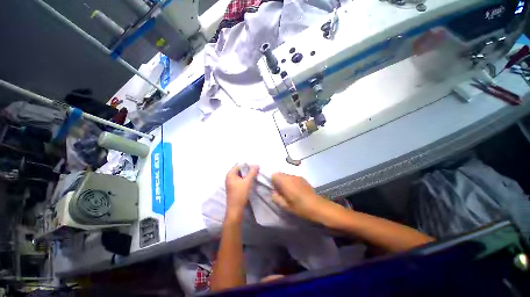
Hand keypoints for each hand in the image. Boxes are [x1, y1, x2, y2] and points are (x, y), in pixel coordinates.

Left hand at [225, 164, 258, 220]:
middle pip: (239, 170)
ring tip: (255, 175)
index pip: (238, 165)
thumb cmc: (240, 194)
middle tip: (256, 170)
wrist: (236, 210)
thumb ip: (252, 172)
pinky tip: (251, 181)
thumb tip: (257, 165)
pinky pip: (240, 181)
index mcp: (230, 175)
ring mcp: (231, 184)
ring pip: (240, 176)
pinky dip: (245, 180)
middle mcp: (229, 178)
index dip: (246, 165)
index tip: (254, 166)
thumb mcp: (248, 182)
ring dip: (247, 175)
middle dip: (247, 170)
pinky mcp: (234, 189)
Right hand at [271, 173, 328, 220]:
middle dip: (278, 181)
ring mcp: (298, 176)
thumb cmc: (299, 207)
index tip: (275, 190)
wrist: (317, 206)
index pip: (274, 175)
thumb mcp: (285, 206)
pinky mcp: (303, 179)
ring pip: (287, 176)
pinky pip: (293, 178)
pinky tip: (296, 191)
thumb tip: (274, 192)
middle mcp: (291, 176)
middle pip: (280, 174)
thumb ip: (276, 198)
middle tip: (281, 192)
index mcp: (285, 181)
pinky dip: (291, 182)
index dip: (272, 182)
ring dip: (285, 182)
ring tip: (289, 192)